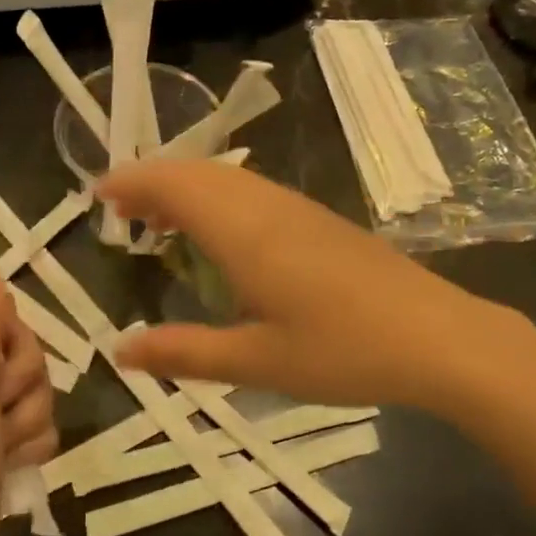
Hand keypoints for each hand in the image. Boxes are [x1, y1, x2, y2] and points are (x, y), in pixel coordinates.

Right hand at [98, 159, 535, 412]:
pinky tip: (220, 233)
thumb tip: (119, 351)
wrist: (439, 336)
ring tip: (157, 220)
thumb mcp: (256, 362)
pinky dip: (217, 196)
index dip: (131, 183)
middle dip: (151, 181)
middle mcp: (266, 205)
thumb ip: (184, 352)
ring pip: (227, 178)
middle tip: (118, 211)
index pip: (173, 185)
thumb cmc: (342, 350)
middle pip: (197, 172)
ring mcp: (297, 207)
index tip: (97, 195)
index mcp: (243, 231)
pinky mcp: (319, 219)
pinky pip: (252, 190)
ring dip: (185, 187)